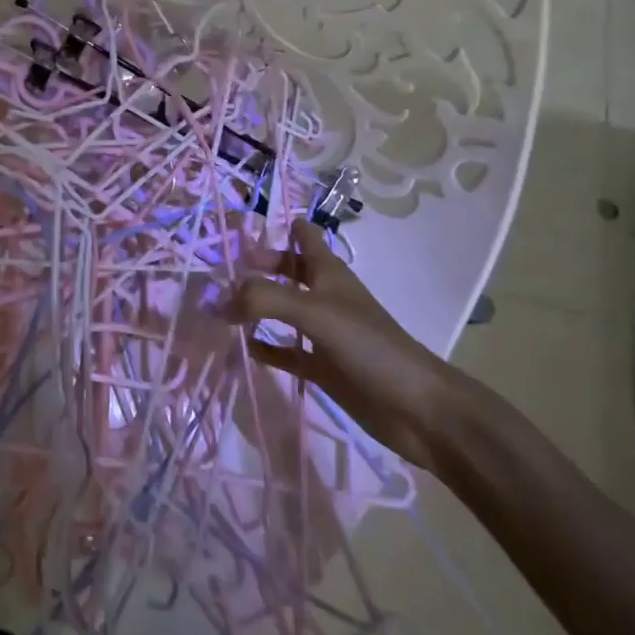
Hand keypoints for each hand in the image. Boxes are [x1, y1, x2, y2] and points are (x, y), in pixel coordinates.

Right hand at [226, 220, 463, 470]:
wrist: (418, 409)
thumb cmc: (370, 346)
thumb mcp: (314, 312)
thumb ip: (266, 298)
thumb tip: (219, 300)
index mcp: (328, 273)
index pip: (303, 235)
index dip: (278, 225)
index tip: (241, 227)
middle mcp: (323, 296)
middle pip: (286, 270)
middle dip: (256, 267)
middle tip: (217, 271)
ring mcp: (323, 333)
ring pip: (281, 310)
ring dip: (254, 308)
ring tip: (217, 307)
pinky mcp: (322, 367)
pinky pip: (284, 351)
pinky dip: (263, 348)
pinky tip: (240, 349)